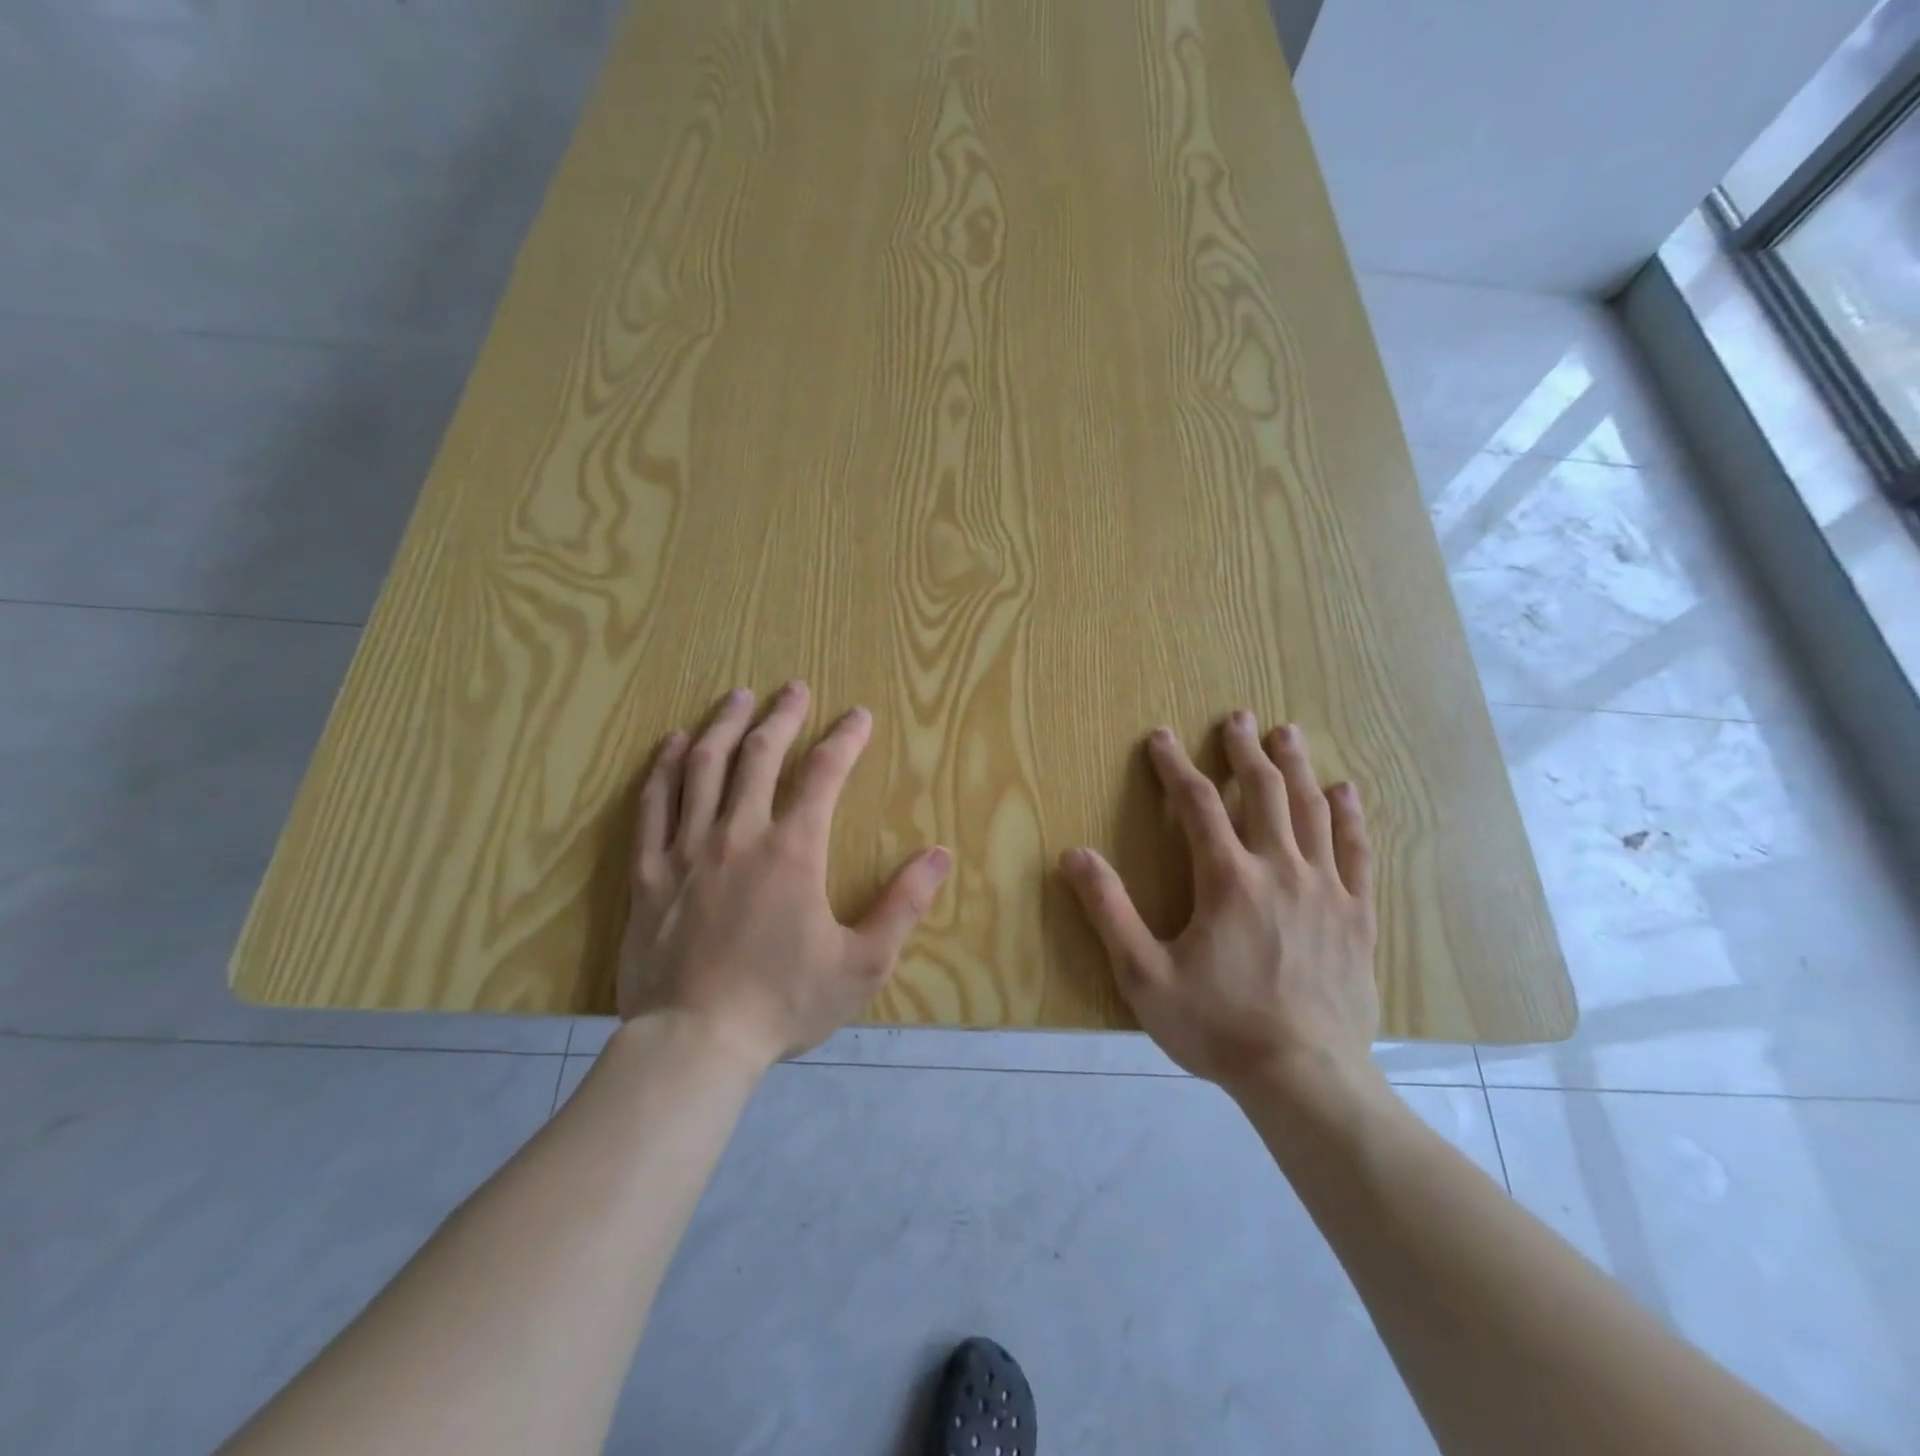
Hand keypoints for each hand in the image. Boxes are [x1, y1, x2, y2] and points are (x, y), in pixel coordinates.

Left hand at [617, 683, 951, 1069]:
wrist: (694, 1043)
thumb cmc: (783, 1003)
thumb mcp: (861, 963)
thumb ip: (903, 905)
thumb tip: (940, 855)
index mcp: (792, 851)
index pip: (824, 774)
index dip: (845, 738)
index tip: (859, 715)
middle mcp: (738, 834)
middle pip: (759, 755)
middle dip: (782, 715)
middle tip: (794, 688)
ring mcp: (686, 849)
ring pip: (703, 767)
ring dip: (723, 725)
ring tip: (737, 696)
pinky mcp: (648, 872)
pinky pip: (653, 805)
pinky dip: (664, 768)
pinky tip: (674, 745)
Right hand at [1060, 714, 1378, 1098]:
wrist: (1306, 1078)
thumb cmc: (1217, 1026)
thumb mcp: (1144, 974)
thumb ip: (1109, 911)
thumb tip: (1074, 855)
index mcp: (1227, 879)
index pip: (1196, 804)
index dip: (1175, 766)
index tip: (1161, 737)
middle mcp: (1280, 869)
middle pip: (1263, 792)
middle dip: (1245, 750)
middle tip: (1239, 716)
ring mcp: (1325, 890)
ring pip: (1312, 811)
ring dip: (1296, 768)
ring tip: (1287, 734)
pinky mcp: (1356, 916)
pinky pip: (1357, 853)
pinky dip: (1350, 817)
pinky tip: (1346, 792)